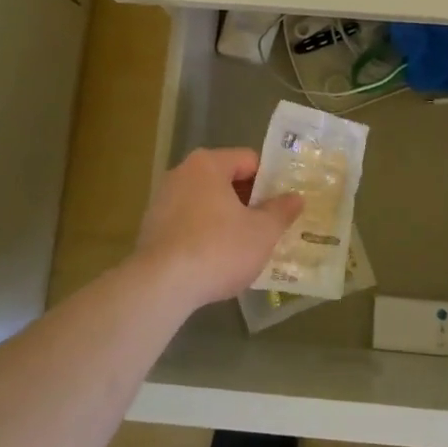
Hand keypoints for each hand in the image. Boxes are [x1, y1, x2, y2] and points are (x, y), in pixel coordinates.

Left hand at [134, 148, 303, 310]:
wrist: (161, 286)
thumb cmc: (218, 249)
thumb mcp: (262, 232)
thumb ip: (281, 211)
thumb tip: (296, 197)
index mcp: (208, 164)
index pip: (249, 160)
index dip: (270, 181)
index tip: (283, 205)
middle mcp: (181, 173)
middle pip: (226, 180)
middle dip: (248, 202)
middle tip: (269, 226)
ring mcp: (162, 201)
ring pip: (206, 203)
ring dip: (226, 220)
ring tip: (245, 247)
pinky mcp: (151, 228)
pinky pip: (188, 223)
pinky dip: (204, 235)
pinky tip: (216, 261)